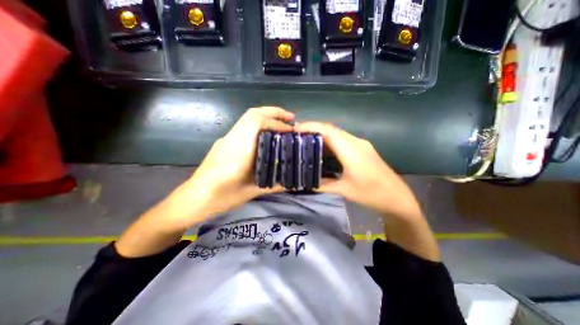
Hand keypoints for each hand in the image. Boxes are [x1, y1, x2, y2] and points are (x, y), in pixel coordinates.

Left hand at [179, 107, 291, 219]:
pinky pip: (244, 126)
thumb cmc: (222, 197)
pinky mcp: (225, 142)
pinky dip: (259, 123)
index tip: (291, 130)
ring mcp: (226, 138)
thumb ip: (275, 185)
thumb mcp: (252, 192)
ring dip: (266, 116)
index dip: (276, 122)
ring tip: (282, 123)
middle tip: (291, 118)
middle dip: (273, 112)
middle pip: (252, 114)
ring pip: (247, 117)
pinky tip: (267, 134)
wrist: (195, 198)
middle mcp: (232, 139)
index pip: (256, 123)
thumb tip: (295, 184)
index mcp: (239, 150)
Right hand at [296, 123, 421, 218]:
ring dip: (321, 134)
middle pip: (332, 129)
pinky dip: (330, 140)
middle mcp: (356, 142)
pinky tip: (322, 148)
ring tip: (306, 140)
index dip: (311, 127)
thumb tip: (307, 182)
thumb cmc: (371, 194)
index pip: (328, 131)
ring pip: (337, 133)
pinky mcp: (363, 148)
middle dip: (313, 128)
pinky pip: (343, 139)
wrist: (397, 197)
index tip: (295, 129)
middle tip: (297, 135)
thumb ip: (323, 184)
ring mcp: (361, 144)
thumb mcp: (344, 190)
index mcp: (351, 151)